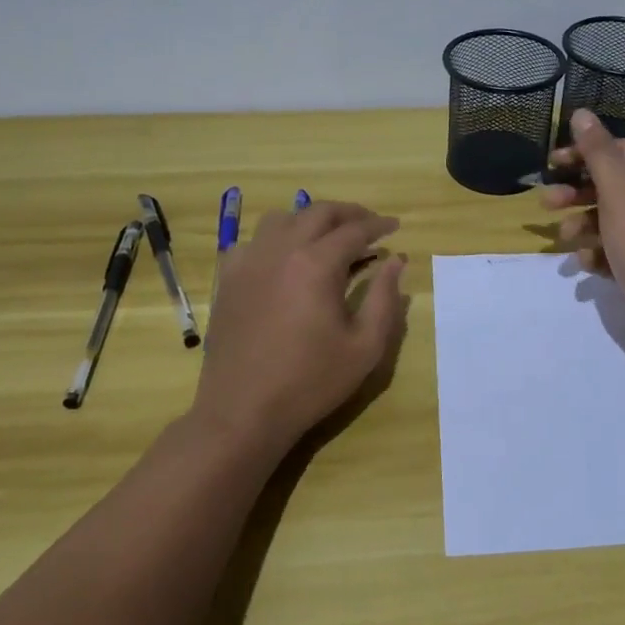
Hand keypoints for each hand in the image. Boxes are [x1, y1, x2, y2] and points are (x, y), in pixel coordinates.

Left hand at [193, 201, 408, 458]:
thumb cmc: (311, 382)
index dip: (379, 225)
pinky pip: (253, 241)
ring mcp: (249, 262)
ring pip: (283, 218)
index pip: (354, 230)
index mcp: (316, 264)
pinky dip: (276, 239)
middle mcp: (280, 250)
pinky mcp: (228, 278)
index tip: (395, 227)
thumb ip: (385, 298)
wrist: (243, 412)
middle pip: (318, 212)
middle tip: (369, 225)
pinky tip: (286, 258)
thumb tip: (396, 261)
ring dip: (311, 219)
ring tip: (329, 236)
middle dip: (349, 213)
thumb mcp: (365, 346)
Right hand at [538, 110, 624, 321]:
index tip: (552, 163)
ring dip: (584, 225)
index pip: (621, 152)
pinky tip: (586, 264)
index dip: (584, 155)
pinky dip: (600, 252)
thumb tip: (581, 113)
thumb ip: (598, 153)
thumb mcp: (619, 193)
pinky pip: (619, 248)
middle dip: (578, 194)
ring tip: (565, 238)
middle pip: (615, 187)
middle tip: (547, 202)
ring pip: (613, 219)